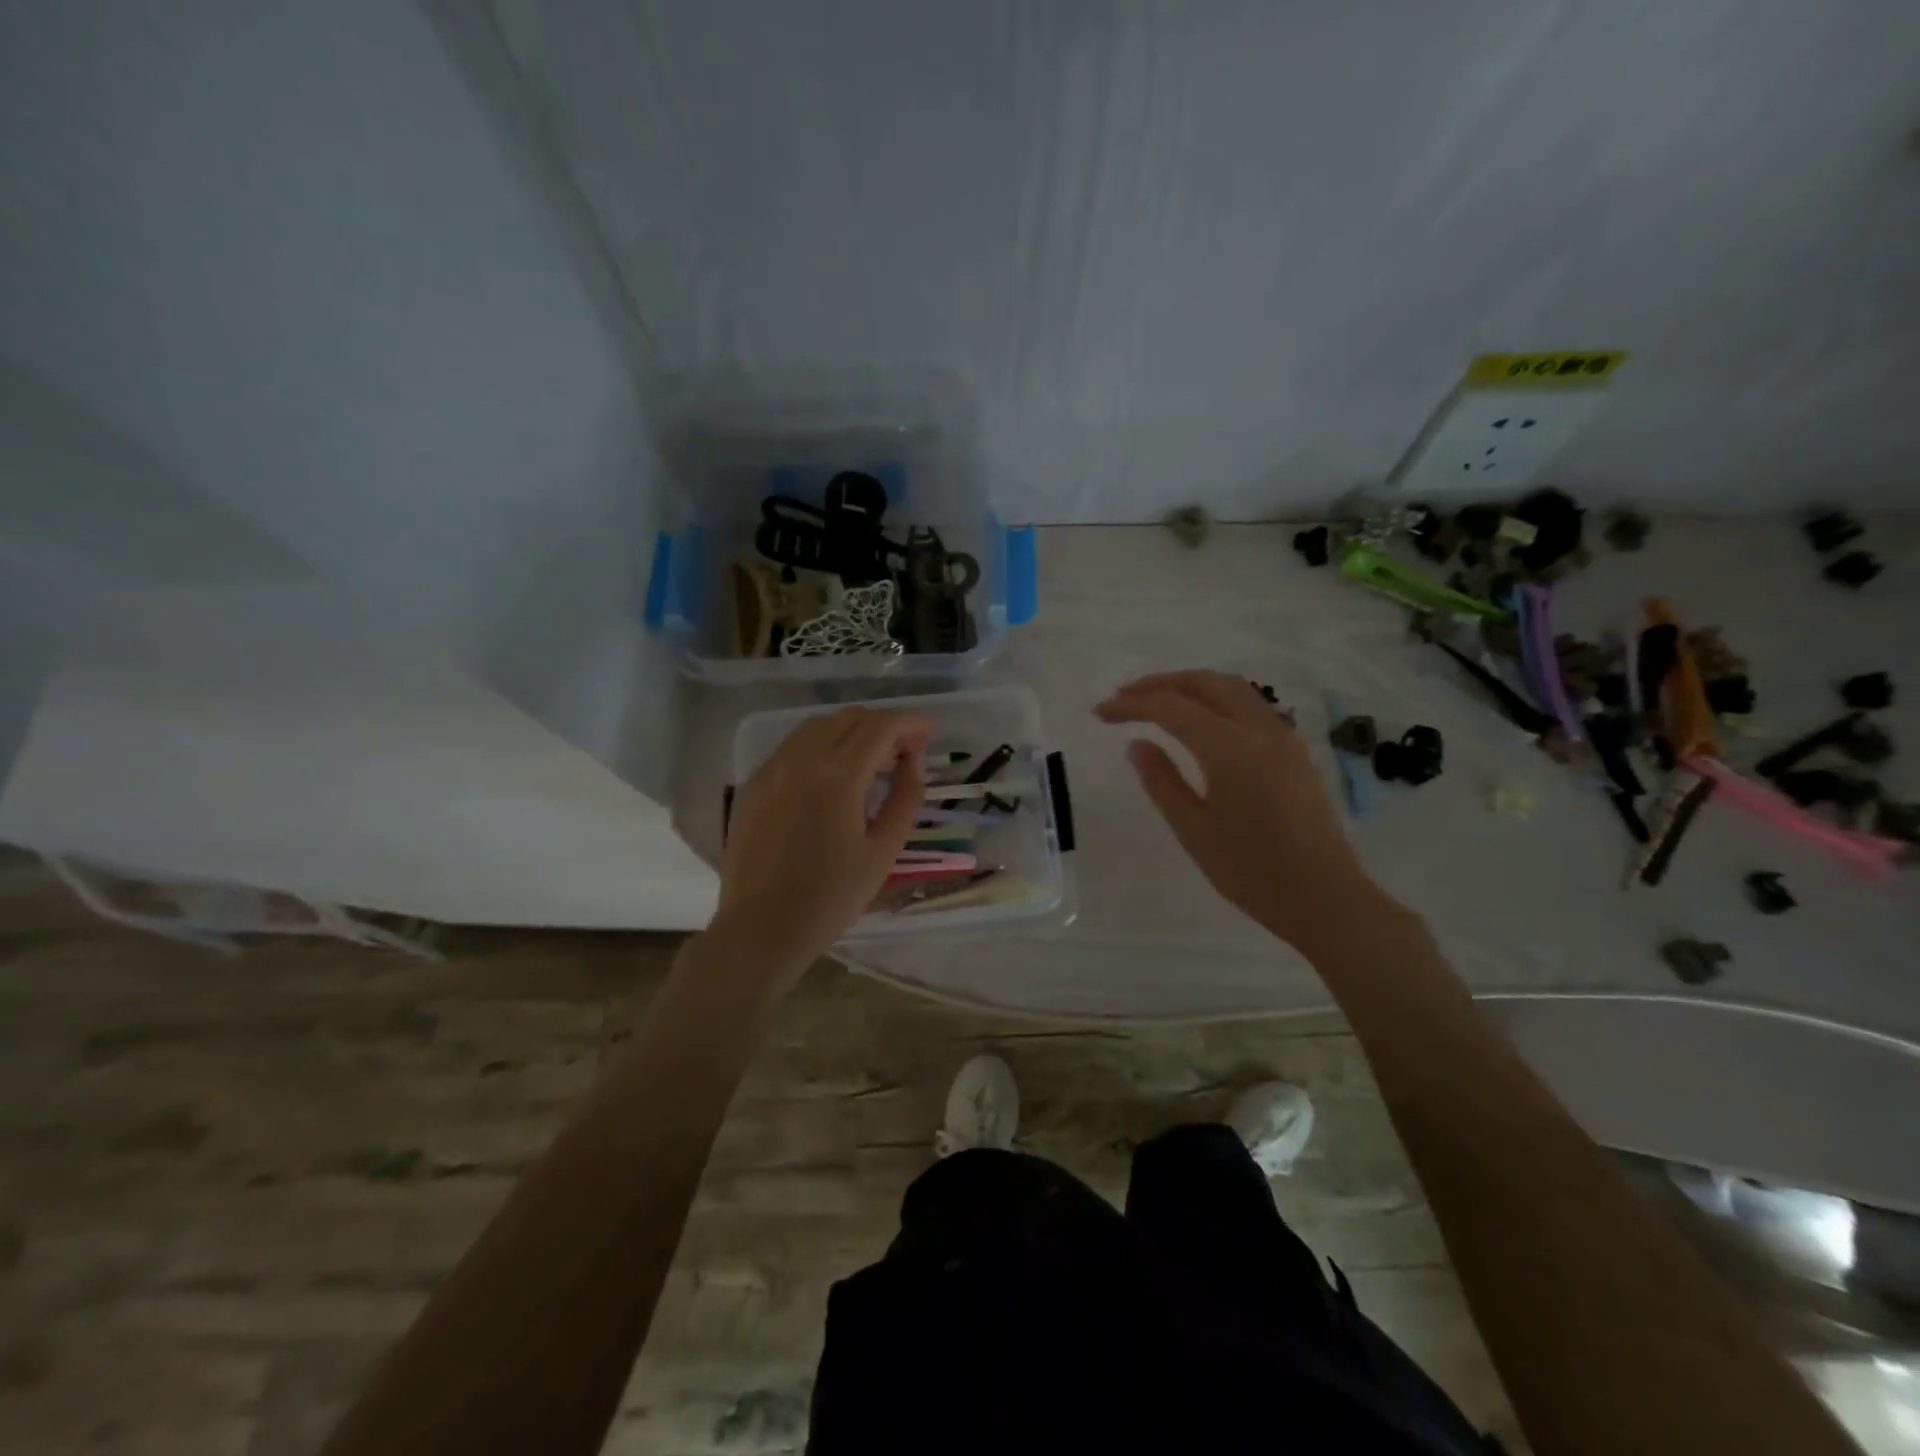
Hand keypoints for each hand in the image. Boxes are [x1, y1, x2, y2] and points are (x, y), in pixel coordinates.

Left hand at [711, 707, 930, 976]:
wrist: (762, 928)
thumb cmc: (831, 897)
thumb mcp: (883, 851)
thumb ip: (905, 797)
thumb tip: (913, 760)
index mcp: (838, 776)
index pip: (880, 726)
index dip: (910, 723)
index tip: (928, 733)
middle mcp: (801, 759)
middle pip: (849, 718)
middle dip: (883, 725)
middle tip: (905, 750)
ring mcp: (772, 768)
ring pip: (817, 725)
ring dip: (851, 730)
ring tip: (871, 758)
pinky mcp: (754, 783)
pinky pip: (793, 746)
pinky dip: (821, 745)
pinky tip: (832, 773)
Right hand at [1096, 671, 1390, 953]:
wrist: (1326, 899)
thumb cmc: (1252, 873)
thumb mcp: (1194, 831)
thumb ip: (1162, 782)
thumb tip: (1137, 743)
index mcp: (1230, 748)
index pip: (1171, 708)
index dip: (1131, 705)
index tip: (1100, 712)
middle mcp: (1259, 729)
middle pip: (1204, 683)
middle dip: (1159, 684)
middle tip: (1123, 698)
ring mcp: (1282, 736)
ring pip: (1230, 688)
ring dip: (1189, 686)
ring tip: (1155, 701)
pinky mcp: (1293, 750)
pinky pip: (1248, 705)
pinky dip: (1215, 698)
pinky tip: (1198, 720)